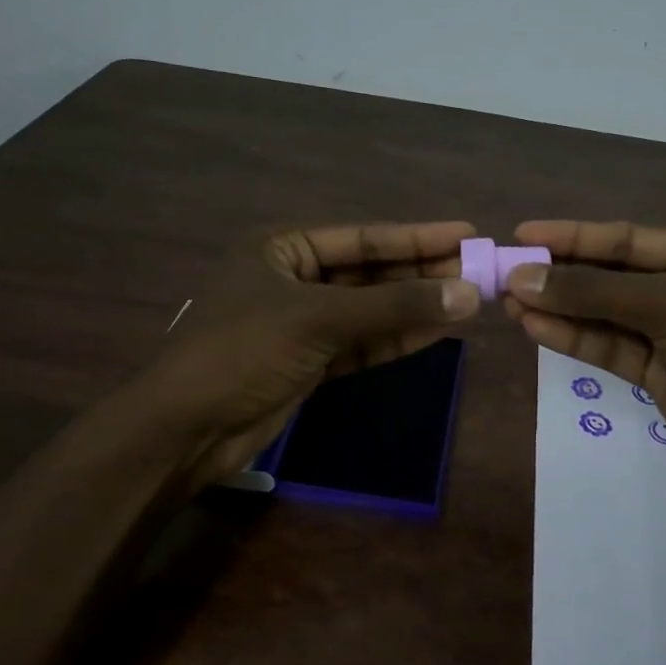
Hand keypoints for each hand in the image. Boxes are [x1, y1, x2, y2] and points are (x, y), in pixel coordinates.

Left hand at [134, 221, 480, 494]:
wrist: (186, 430)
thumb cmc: (243, 353)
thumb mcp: (319, 320)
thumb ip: (394, 307)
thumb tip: (468, 293)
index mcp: (283, 249)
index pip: (363, 237)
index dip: (416, 236)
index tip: (466, 233)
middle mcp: (295, 279)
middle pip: (371, 273)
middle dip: (422, 273)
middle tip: (479, 270)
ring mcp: (303, 323)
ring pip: (371, 310)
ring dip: (417, 307)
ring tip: (471, 299)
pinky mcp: (311, 362)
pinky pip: (364, 342)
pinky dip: (398, 338)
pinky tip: (439, 331)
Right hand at [502, 220, 665, 506]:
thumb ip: (597, 293)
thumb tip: (523, 277)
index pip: (624, 238)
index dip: (571, 236)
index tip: (520, 234)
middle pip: (608, 274)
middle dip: (558, 274)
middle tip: (501, 274)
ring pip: (603, 314)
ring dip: (558, 308)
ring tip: (506, 302)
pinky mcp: (658, 374)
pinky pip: (608, 348)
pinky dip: (573, 338)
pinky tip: (535, 328)